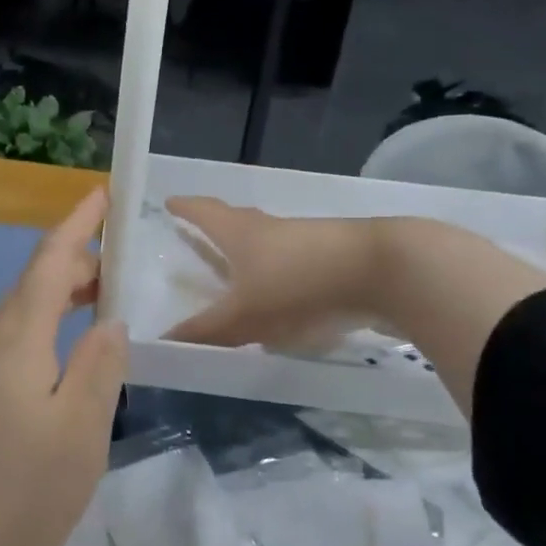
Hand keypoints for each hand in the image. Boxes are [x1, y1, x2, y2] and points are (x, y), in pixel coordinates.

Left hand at [0, 187, 128, 545]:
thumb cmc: (18, 491)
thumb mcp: (80, 429)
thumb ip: (100, 366)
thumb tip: (109, 321)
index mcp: (14, 339)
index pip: (48, 262)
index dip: (76, 224)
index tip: (101, 194)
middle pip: (31, 286)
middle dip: (74, 265)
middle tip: (120, 267)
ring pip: (19, 318)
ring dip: (58, 301)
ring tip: (98, 306)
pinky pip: (10, 347)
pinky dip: (43, 333)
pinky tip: (63, 361)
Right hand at [163, 197, 384, 350]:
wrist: (382, 271)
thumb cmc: (298, 284)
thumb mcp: (245, 316)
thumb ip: (205, 331)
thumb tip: (163, 342)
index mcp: (239, 232)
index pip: (203, 211)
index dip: (184, 208)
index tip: (169, 203)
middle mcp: (269, 227)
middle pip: (235, 221)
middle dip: (214, 228)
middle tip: (198, 235)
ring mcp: (304, 239)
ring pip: (266, 242)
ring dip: (248, 253)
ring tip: (237, 272)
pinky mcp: (332, 256)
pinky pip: (293, 261)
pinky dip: (278, 273)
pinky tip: (281, 296)